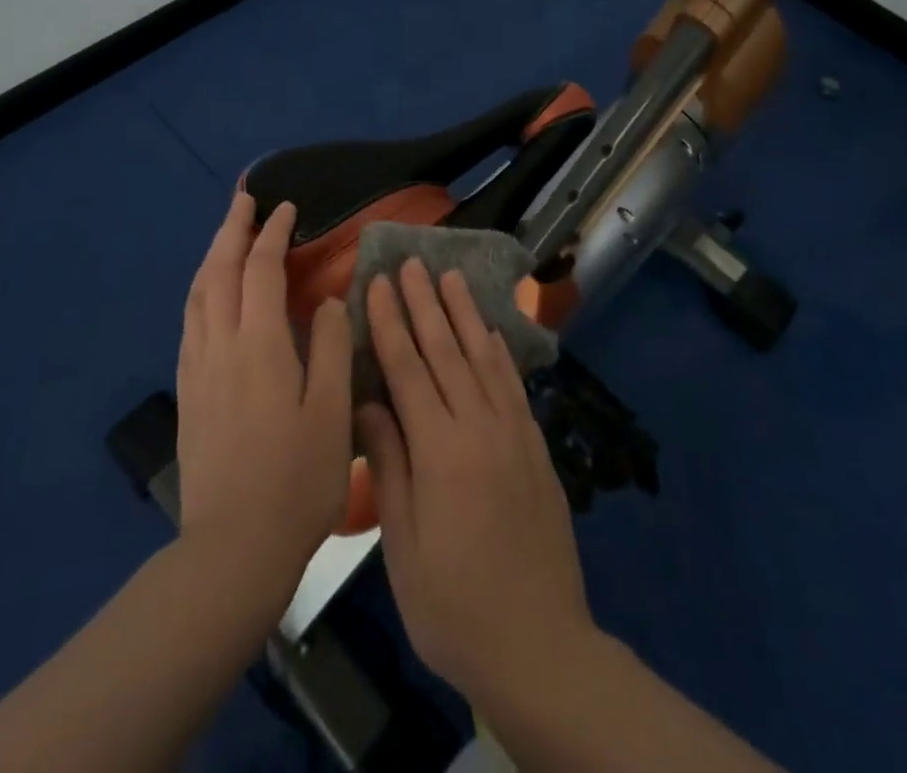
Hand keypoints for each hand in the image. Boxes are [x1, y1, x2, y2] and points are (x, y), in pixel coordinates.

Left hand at [175, 192, 353, 595]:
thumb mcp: (333, 412)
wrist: (233, 549)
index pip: (261, 270)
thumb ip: (334, 347)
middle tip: (244, 201)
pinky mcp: (188, 394)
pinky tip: (209, 297)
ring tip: (226, 238)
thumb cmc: (296, 480)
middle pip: (218, 271)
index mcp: (260, 345)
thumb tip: (330, 300)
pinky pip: (190, 322)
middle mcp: (221, 346)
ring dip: (211, 257)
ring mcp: (198, 370)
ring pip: (197, 295)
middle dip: (232, 230)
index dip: (273, 234)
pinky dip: (200, 292)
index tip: (287, 209)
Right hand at [355, 260, 597, 706]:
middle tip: (410, 261)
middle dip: (424, 302)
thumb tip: (368, 402)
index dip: (389, 322)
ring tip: (449, 275)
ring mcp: (513, 434)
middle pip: (446, 350)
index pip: (408, 368)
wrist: (538, 646)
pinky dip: (498, 351)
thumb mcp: (403, 545)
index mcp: (440, 451)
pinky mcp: (535, 447)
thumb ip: (389, 464)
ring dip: (463, 313)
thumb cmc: (453, 605)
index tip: (376, 282)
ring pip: (482, 357)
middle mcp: (479, 427)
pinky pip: (513, 385)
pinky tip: (489, 330)